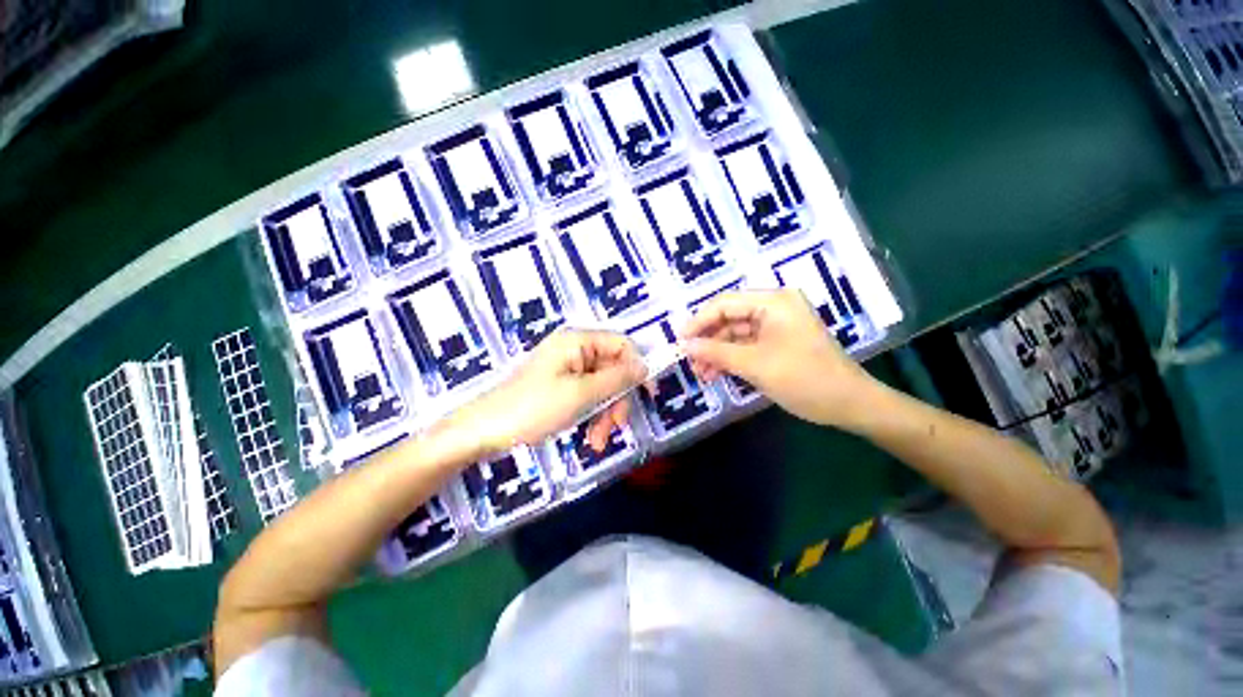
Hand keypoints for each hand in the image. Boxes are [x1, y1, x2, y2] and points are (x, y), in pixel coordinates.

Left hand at [453, 328, 645, 457]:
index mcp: (578, 341)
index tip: (647, 395)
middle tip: (616, 427)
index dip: (637, 367)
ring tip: (597, 442)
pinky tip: (589, 439)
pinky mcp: (560, 388)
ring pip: (602, 388)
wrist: (482, 432)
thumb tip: (644, 366)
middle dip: (616, 400)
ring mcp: (567, 370)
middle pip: (613, 370)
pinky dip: (592, 416)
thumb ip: (617, 379)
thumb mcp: (580, 394)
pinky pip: (587, 397)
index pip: (621, 345)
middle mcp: (574, 351)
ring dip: (605, 414)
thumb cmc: (532, 408)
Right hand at [679, 289, 878, 426]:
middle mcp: (774, 307)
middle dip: (708, 340)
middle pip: (729, 318)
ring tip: (701, 373)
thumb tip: (685, 346)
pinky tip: (716, 373)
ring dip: (717, 352)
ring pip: (735, 334)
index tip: (680, 341)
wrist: (848, 404)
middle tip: (690, 361)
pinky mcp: (777, 342)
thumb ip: (716, 353)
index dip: (699, 321)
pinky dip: (730, 358)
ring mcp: (776, 325)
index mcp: (773, 302)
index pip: (725, 303)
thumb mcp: (755, 365)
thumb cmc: (803, 379)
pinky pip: (746, 345)